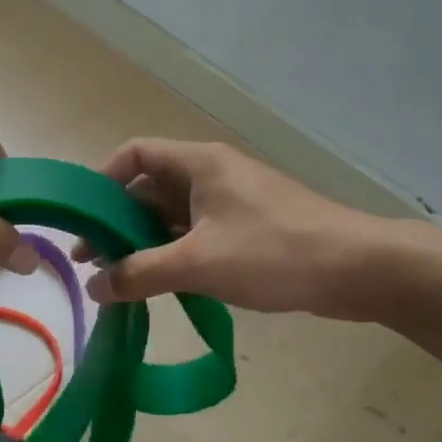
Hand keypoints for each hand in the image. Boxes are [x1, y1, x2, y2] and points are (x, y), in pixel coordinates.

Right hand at [79, 139, 397, 317]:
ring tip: (119, 280)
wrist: (358, 269)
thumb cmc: (273, 252)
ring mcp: (232, 201)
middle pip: (149, 187)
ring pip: (173, 215)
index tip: (83, 219)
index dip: (103, 180)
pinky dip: (174, 254)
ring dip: (145, 243)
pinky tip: (161, 285)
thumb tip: (92, 288)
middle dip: (118, 222)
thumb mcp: (198, 263)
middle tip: (92, 262)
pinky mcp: (249, 228)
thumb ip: (139, 274)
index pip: (134, 153)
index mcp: (198, 163)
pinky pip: (197, 234)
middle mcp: (212, 173)